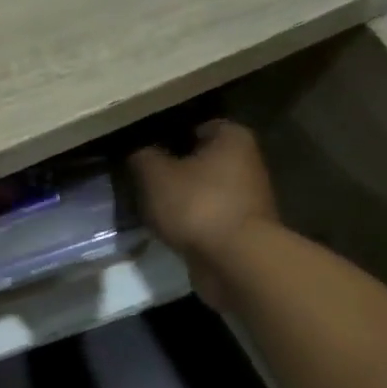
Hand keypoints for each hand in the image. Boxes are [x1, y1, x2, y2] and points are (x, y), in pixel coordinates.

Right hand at [129, 120, 277, 309]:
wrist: (236, 261)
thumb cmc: (197, 204)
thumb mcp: (155, 174)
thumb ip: (142, 157)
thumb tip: (138, 153)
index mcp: (232, 137)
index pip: (196, 126)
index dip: (167, 136)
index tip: (143, 153)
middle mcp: (247, 162)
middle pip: (200, 160)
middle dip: (173, 170)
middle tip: (142, 181)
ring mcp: (248, 198)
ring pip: (203, 191)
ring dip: (181, 199)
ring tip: (150, 208)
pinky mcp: (242, 230)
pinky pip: (208, 218)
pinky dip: (191, 223)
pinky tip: (168, 230)